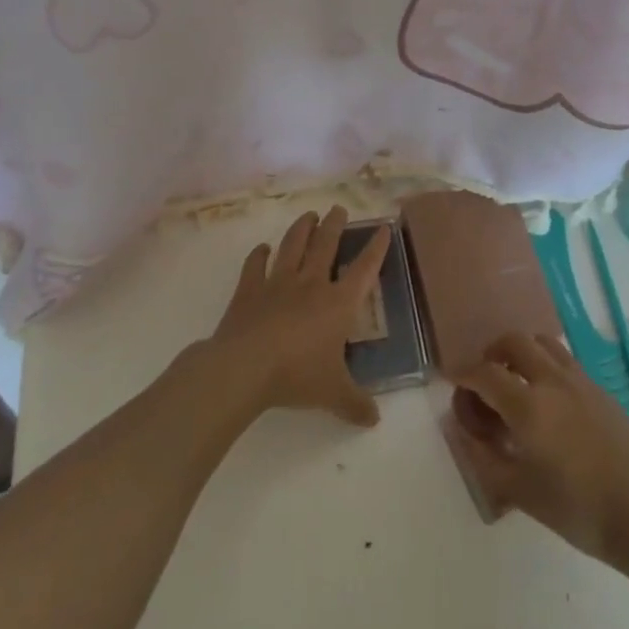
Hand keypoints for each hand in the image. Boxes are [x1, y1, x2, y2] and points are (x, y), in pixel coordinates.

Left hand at [211, 205, 389, 428]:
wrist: (245, 367)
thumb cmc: (297, 375)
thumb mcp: (333, 393)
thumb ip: (355, 404)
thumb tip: (374, 420)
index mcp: (338, 303)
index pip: (364, 269)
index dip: (376, 248)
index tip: (383, 227)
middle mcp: (311, 284)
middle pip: (326, 245)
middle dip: (335, 225)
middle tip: (338, 209)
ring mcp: (278, 283)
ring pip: (293, 245)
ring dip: (302, 229)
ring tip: (308, 215)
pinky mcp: (249, 290)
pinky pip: (255, 265)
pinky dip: (259, 255)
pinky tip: (262, 249)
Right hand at [453, 332, 628, 559]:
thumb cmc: (574, 508)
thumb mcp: (518, 491)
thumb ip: (485, 457)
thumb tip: (465, 431)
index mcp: (528, 406)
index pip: (485, 374)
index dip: (464, 374)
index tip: (452, 380)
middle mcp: (552, 380)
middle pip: (515, 341)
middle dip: (493, 352)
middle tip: (486, 377)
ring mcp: (579, 380)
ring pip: (543, 342)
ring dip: (523, 352)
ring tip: (516, 379)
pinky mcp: (599, 388)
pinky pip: (565, 360)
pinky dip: (546, 365)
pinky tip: (549, 399)